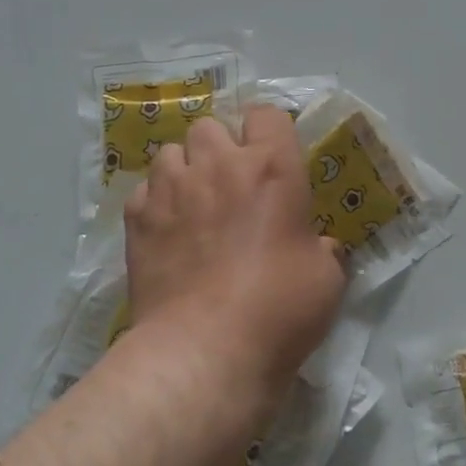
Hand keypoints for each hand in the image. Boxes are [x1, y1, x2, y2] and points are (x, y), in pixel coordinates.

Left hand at [123, 107, 345, 402]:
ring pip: (171, 151)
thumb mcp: (327, 278)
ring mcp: (172, 189)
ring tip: (193, 201)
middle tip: (232, 182)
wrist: (204, 352)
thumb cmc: (278, 309)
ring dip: (185, 168)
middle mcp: (219, 165)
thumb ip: (325, 249)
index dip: (269, 130)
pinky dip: (156, 201)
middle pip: (211, 125)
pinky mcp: (138, 219)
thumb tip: (321, 246)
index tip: (274, 156)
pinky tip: (166, 229)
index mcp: (272, 168)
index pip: (266, 113)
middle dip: (221, 146)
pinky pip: (144, 190)